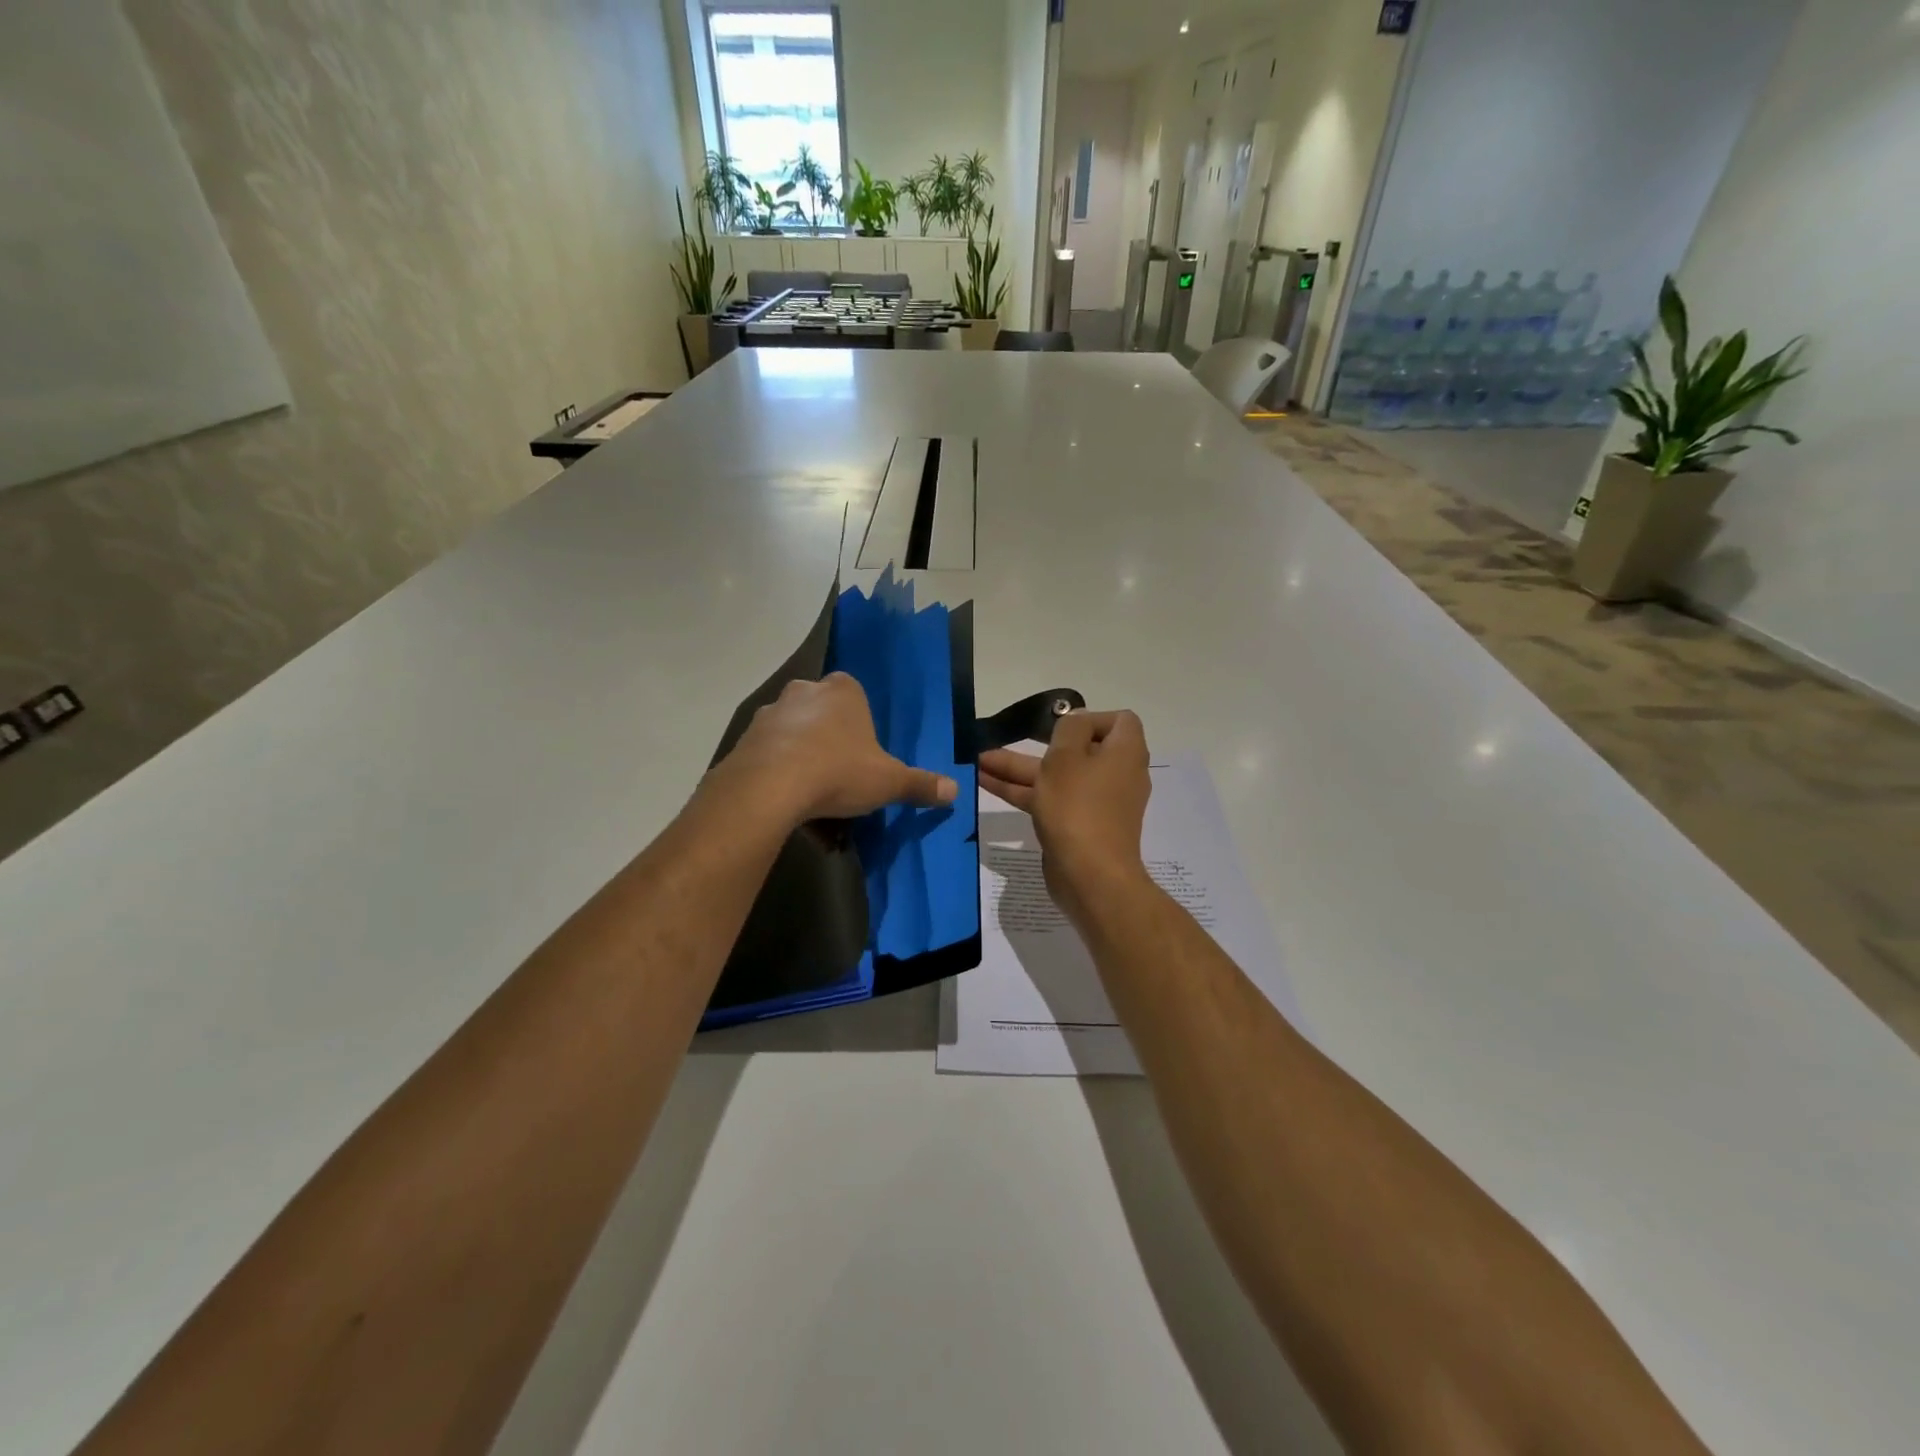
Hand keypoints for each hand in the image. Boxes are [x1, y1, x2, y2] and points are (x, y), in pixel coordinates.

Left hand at [720, 673, 957, 826]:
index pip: (855, 695)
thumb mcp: (889, 782)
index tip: (864, 756)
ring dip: (803, 763)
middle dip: (830, 744)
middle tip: (841, 780)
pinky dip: (779, 779)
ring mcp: (769, 714)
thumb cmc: (839, 771)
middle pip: (822, 715)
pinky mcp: (744, 740)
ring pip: (793, 737)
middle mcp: (804, 692)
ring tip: (813, 804)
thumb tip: (955, 791)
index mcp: (843, 691)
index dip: (861, 726)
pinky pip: (769, 758)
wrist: (769, 787)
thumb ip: (920, 784)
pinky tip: (788, 809)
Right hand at [978, 710, 1151, 922]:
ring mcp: (1097, 803)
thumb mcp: (1067, 755)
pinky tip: (987, 785)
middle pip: (1077, 749)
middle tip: (1002, 741)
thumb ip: (1069, 728)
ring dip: (1018, 768)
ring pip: (1057, 777)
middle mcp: (1116, 775)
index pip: (1118, 721)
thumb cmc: (1078, 806)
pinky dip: (1023, 791)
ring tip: (978, 762)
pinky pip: (1052, 800)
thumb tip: (1076, 723)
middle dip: (1034, 744)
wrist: (1089, 876)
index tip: (1059, 728)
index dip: (1088, 718)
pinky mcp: (1079, 827)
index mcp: (1124, 753)